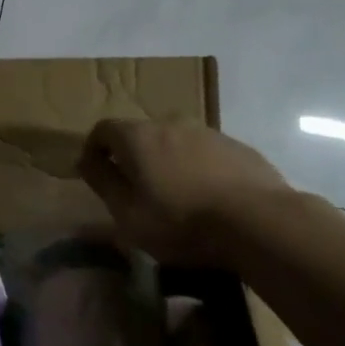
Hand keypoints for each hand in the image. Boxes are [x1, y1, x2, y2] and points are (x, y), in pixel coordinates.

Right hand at [78, 119, 290, 266]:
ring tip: (174, 195)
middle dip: (132, 157)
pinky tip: (207, 197)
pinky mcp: (237, 147)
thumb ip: (103, 182)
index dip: (94, 149)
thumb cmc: (182, 221)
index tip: (95, 174)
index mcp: (138, 137)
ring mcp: (208, 132)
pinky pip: (204, 153)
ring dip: (166, 162)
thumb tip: (86, 160)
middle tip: (134, 189)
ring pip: (175, 142)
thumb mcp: (128, 212)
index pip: (103, 129)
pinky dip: (196, 168)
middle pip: (140, 134)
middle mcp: (171, 123)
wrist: (259, 221)